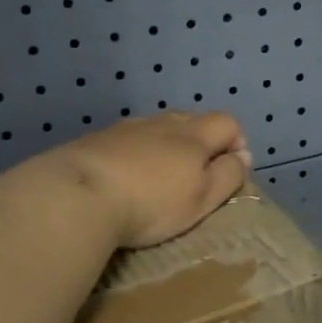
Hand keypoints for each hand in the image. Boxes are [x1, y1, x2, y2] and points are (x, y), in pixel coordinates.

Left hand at [51, 112, 253, 248]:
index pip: (228, 123)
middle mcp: (161, 122)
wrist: (78, 195)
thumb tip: (243, 156)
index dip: (237, 143)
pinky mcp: (97, 140)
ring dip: (167, 146)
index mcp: (193, 135)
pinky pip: (129, 140)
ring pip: (158, 128)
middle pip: (192, 120)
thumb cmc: (150, 202)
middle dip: (203, 143)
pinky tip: (126, 177)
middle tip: (197, 177)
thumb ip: (227, 175)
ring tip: (160, 178)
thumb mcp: (201, 197)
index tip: (231, 172)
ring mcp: (126, 128)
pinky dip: (137, 153)